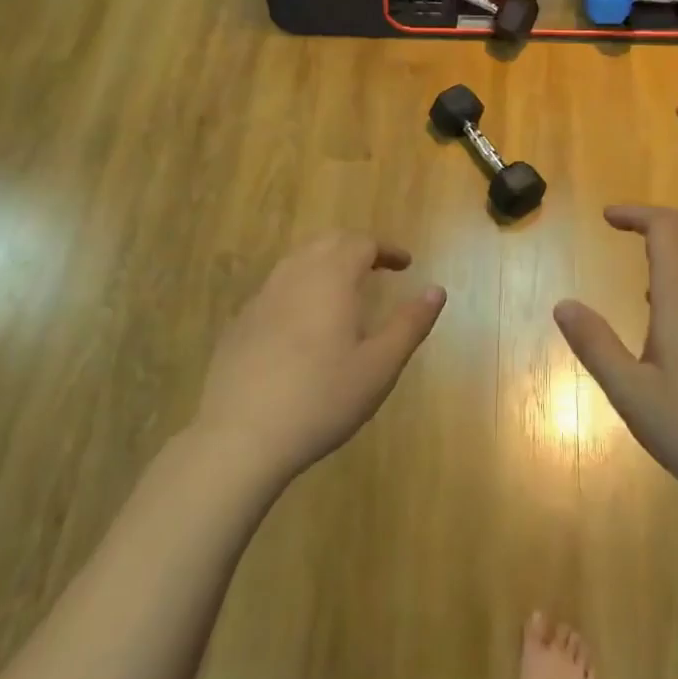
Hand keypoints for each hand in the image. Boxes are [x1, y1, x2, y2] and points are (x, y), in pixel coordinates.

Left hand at [194, 233, 446, 487]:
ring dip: (326, 263)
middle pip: (327, 242)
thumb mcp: (379, 367)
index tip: (405, 264)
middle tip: (377, 267)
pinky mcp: (241, 322)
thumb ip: (410, 324)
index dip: (387, 249)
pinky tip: (304, 323)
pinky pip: (276, 287)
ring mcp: (262, 297)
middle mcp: (294, 275)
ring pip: (298, 261)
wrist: (240, 436)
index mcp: (331, 278)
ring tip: (344, 289)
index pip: (362, 243)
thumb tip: (437, 291)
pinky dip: (300, 287)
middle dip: (356, 247)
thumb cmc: (321, 399)